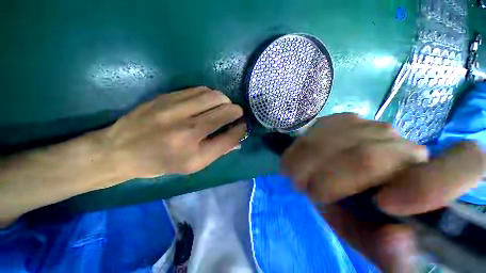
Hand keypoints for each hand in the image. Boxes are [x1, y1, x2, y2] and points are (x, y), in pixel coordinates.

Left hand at [103, 86, 245, 177]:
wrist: (120, 149)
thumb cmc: (160, 163)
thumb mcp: (192, 165)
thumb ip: (218, 151)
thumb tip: (238, 139)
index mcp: (193, 154)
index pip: (229, 137)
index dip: (241, 129)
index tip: (243, 126)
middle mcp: (186, 130)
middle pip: (225, 111)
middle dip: (236, 111)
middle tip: (235, 114)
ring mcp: (175, 109)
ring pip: (214, 96)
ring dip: (224, 101)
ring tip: (223, 107)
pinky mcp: (167, 96)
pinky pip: (199, 89)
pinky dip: (210, 95)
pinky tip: (207, 102)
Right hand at [281, 113, 485, 271]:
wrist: (341, 184)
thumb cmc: (362, 217)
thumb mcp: (375, 243)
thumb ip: (391, 255)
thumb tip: (396, 239)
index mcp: (433, 184)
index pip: (468, 162)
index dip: (434, 182)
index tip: (385, 204)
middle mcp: (408, 147)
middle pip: (369, 156)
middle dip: (330, 179)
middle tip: (307, 191)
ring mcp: (372, 126)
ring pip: (338, 139)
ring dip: (310, 161)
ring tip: (299, 176)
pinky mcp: (343, 119)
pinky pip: (320, 128)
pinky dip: (303, 146)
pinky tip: (300, 157)